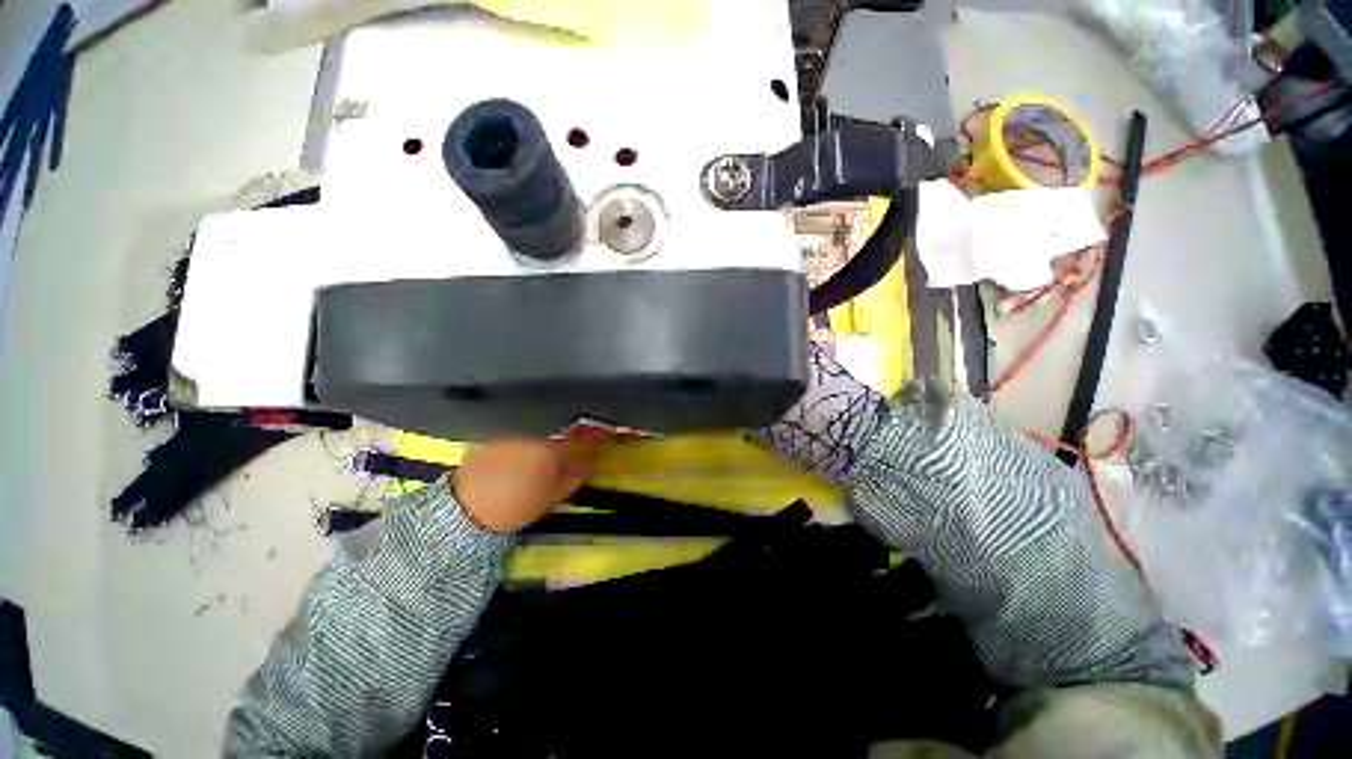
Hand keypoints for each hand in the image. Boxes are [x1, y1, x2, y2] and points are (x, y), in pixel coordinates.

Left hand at [452, 440, 594, 534]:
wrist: (467, 511)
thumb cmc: (515, 506)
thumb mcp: (553, 496)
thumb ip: (574, 477)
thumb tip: (586, 466)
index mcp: (550, 449)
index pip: (574, 444)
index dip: (580, 453)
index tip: (581, 461)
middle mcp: (530, 437)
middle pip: (551, 440)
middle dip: (555, 451)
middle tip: (552, 469)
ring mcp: (508, 437)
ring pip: (529, 440)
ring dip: (533, 450)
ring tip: (526, 471)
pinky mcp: (487, 441)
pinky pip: (509, 443)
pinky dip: (513, 452)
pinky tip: (507, 468)